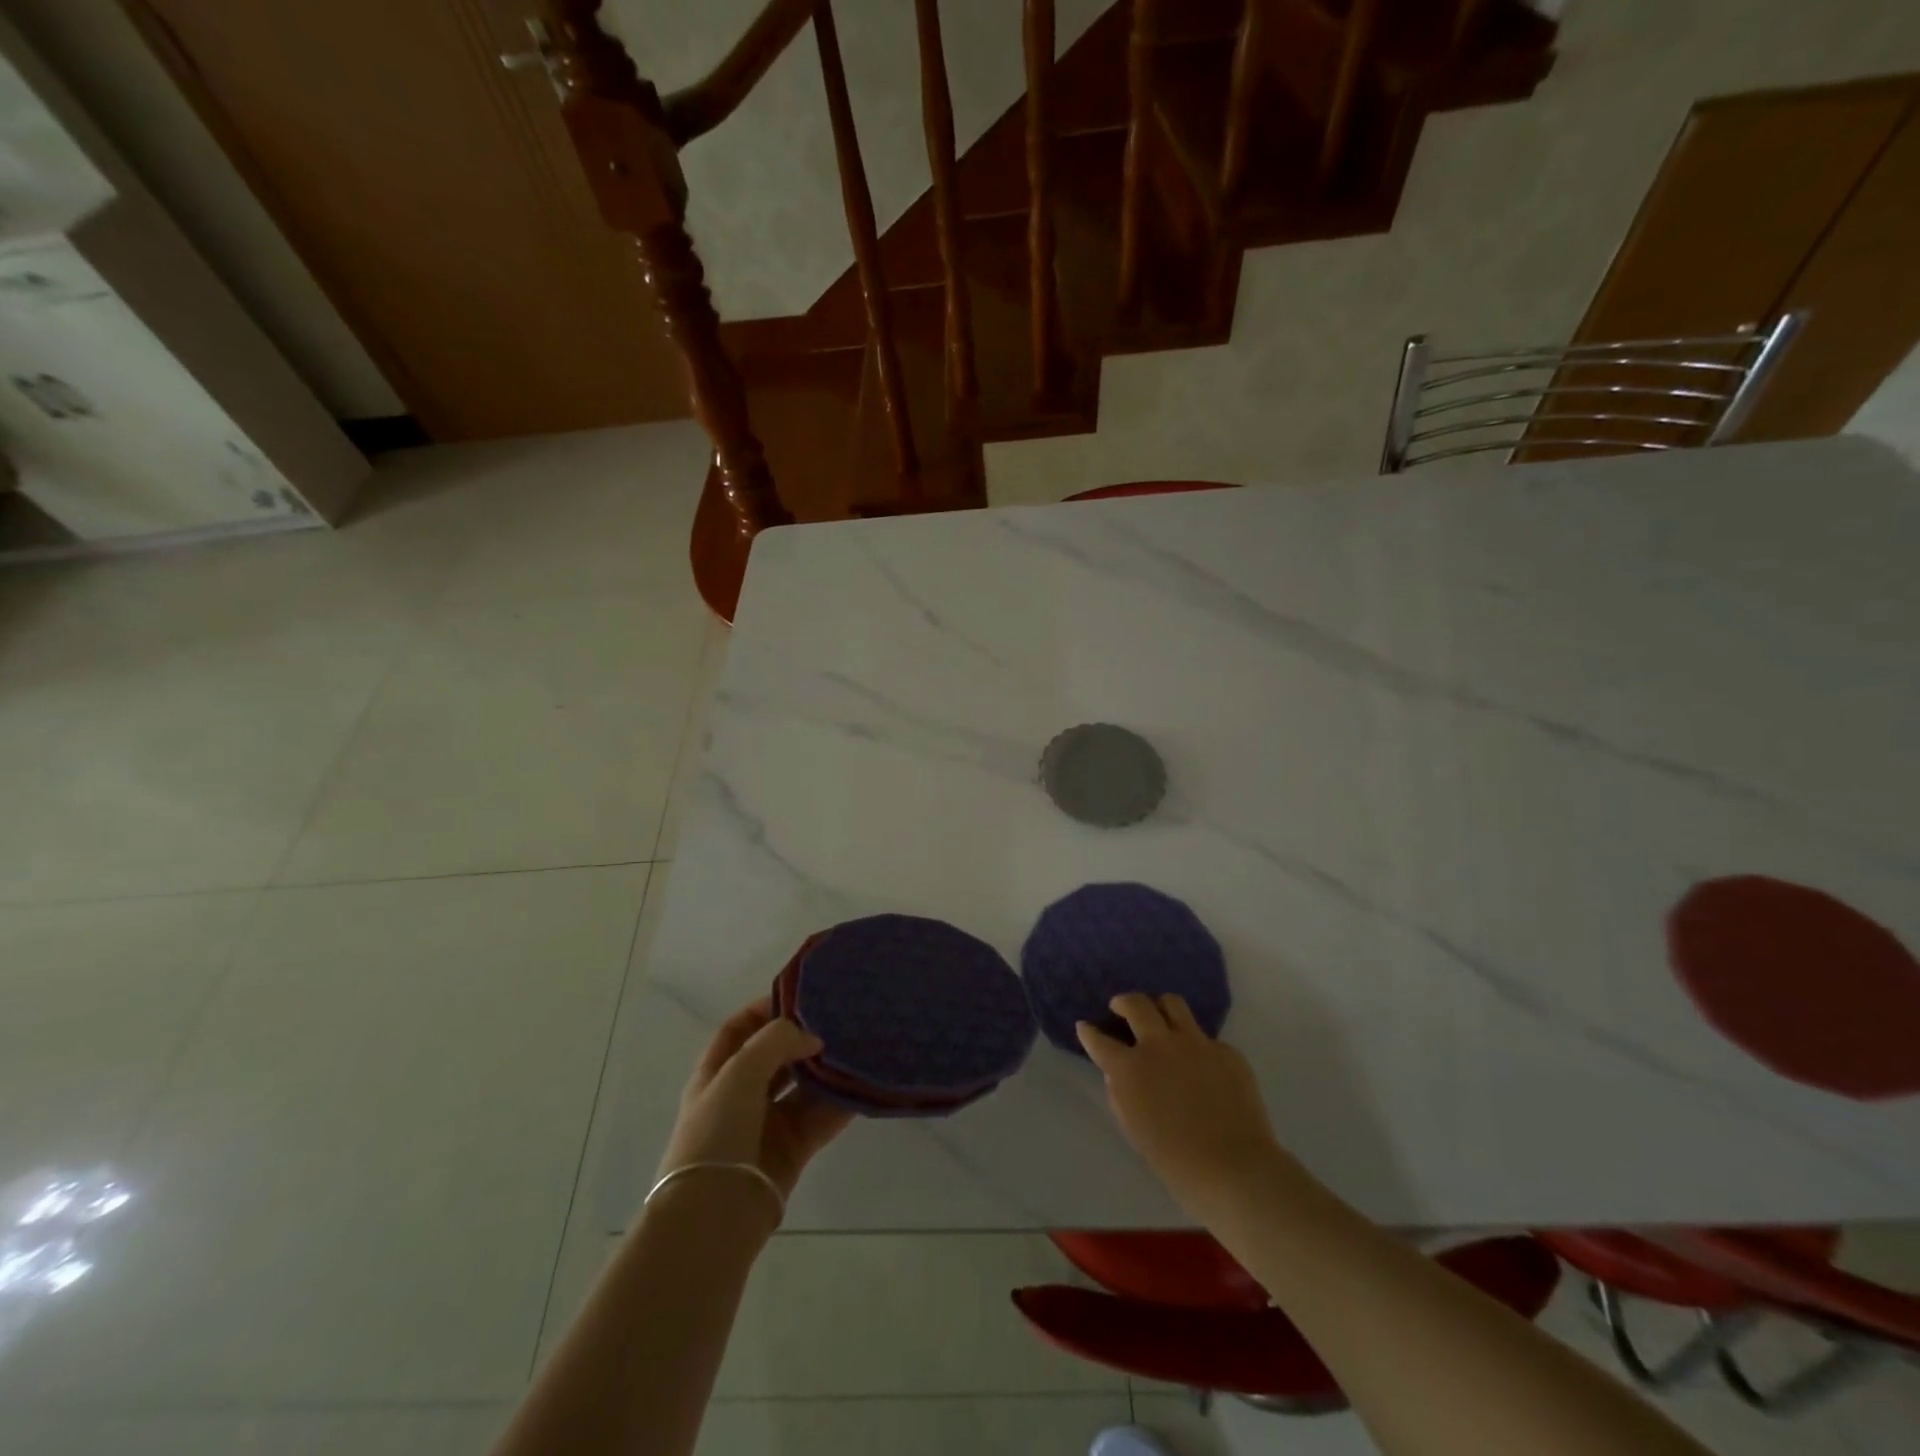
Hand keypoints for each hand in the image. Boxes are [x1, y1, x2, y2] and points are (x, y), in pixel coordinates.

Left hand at [660, 999, 852, 1200]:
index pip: (739, 1029)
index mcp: (716, 1074)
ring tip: (858, 1045)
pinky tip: (863, 1085)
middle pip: (776, 1056)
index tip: (800, 996)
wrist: (715, 1215)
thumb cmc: (716, 1133)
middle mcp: (741, 1095)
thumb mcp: (737, 1073)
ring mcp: (767, 1124)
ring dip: (827, 1069)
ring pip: (803, 1086)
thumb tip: (812, 1038)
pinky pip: (821, 1117)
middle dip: (803, 1038)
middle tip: (839, 1019)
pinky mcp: (793, 1150)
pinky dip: (841, 1102)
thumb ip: (776, 1042)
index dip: (764, 1009)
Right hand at [1078, 993, 1281, 1210]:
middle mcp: (1159, 1044)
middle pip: (1136, 1004)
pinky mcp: (1226, 1051)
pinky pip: (1206, 1038)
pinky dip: (1196, 1045)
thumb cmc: (1174, 1160)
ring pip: (1172, 1004)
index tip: (1085, 1027)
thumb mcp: (1133, 1128)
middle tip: (1120, 1007)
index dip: (1088, 1032)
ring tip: (1159, 1018)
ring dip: (1159, 1008)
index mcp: (1130, 1067)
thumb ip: (1120, 1094)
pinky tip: (1201, 1065)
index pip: (1099, 1040)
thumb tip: (1118, 1074)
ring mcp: (1196, 1043)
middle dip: (1123, 1002)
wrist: (1234, 1168)